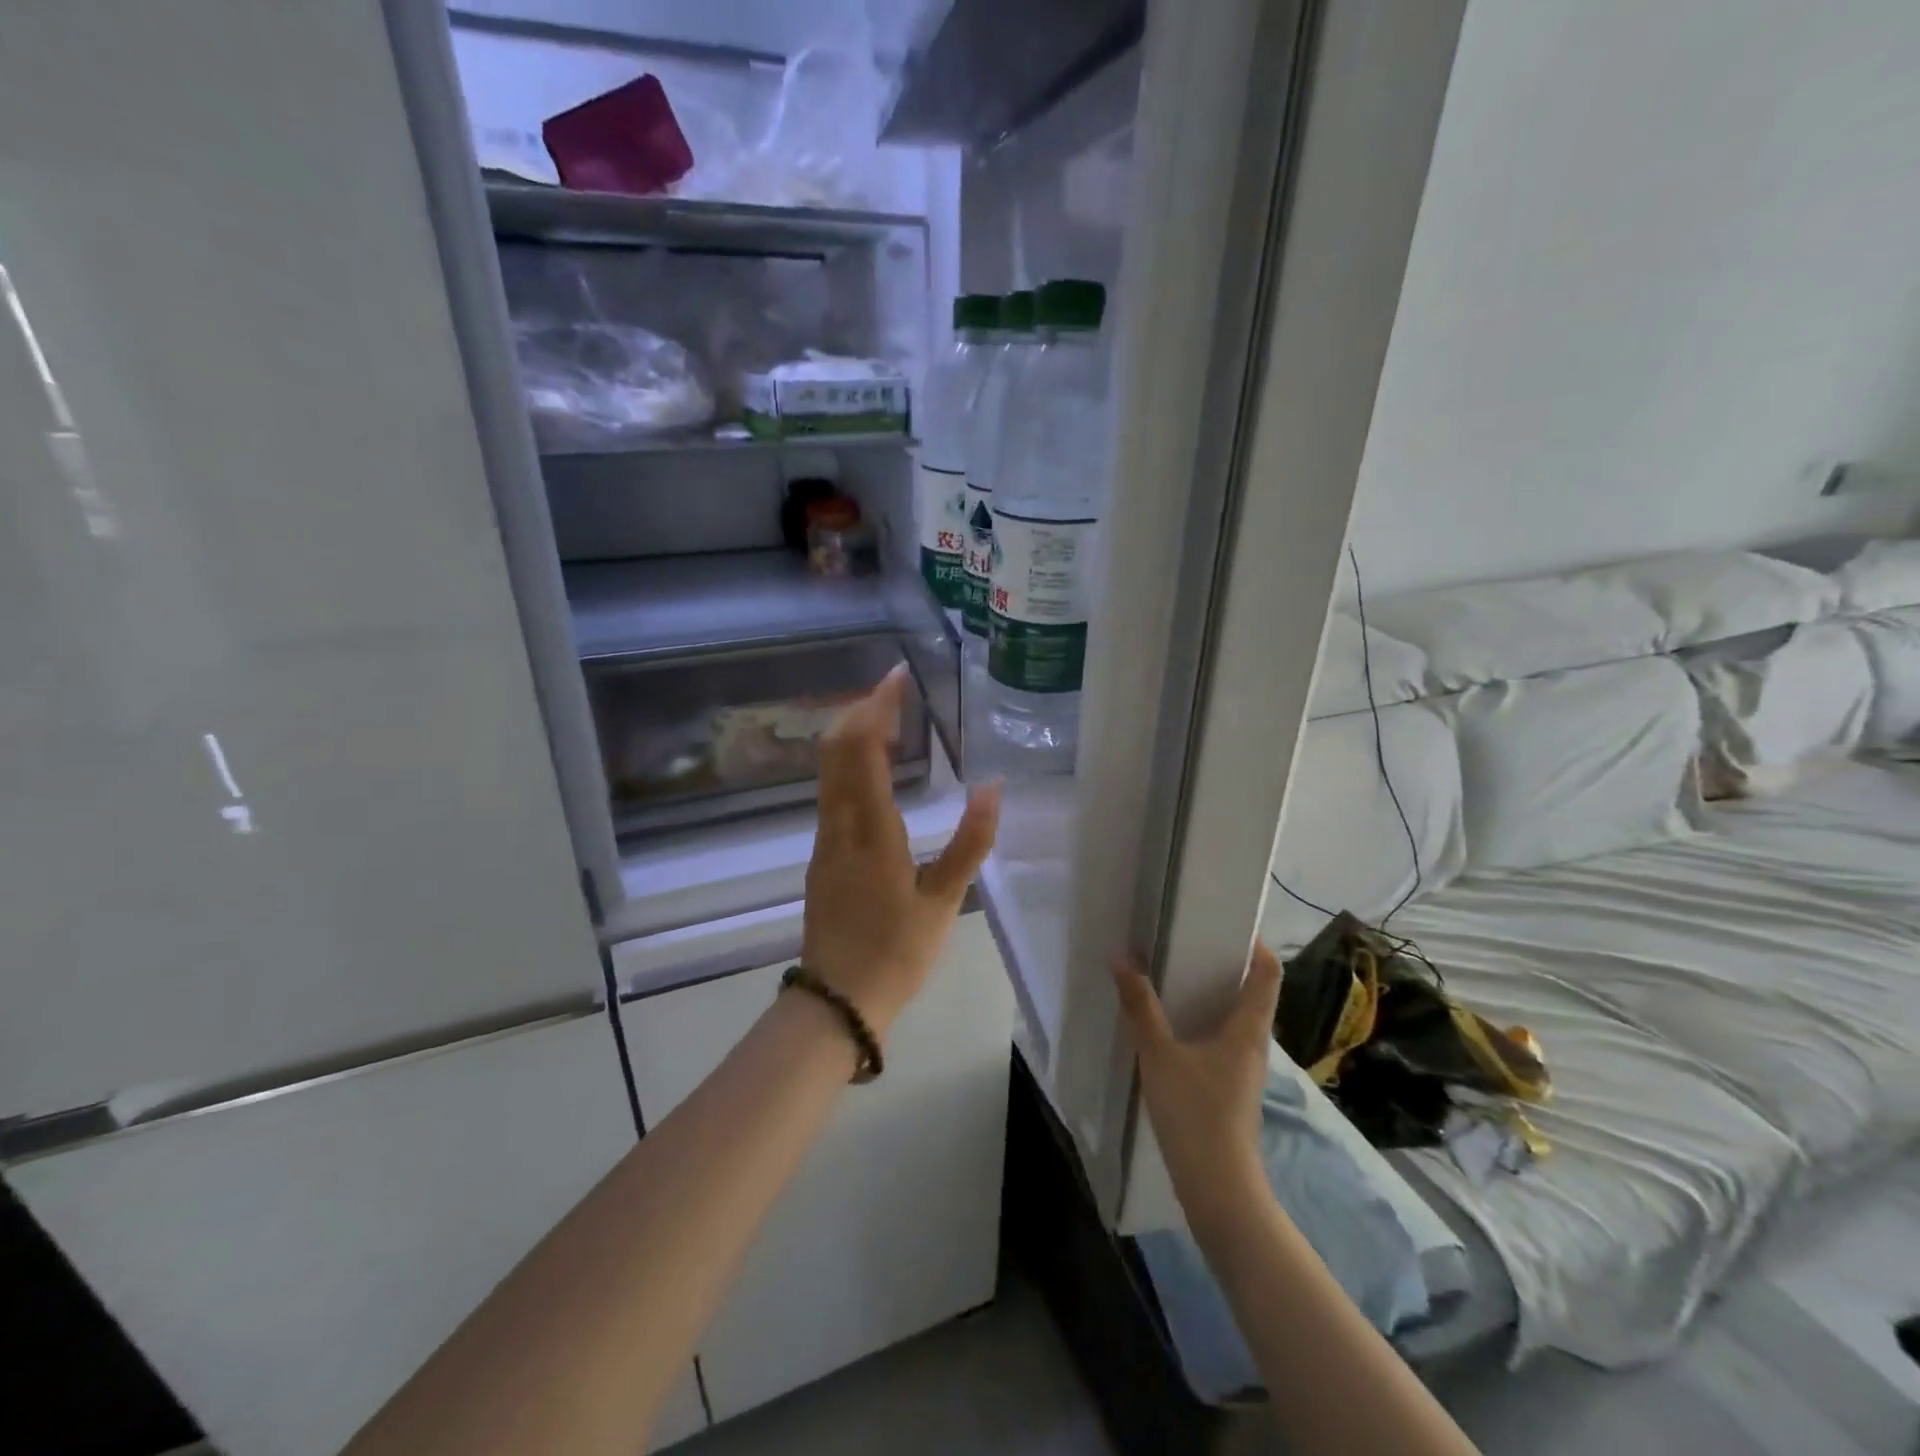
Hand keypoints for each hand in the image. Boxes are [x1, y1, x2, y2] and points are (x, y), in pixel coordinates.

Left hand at [803, 666, 1000, 1036]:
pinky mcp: (821, 854)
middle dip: (861, 709)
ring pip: (828, 769)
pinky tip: (874, 768)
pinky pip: (830, 791)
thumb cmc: (897, 952)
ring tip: (889, 718)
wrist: (838, 1000)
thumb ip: (971, 841)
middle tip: (895, 689)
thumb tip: (993, 787)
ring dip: (853, 734)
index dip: (877, 705)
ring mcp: (824, 839)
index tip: (897, 675)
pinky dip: (849, 763)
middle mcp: (838, 824)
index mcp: (870, 830)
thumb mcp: (944, 900)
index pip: (863, 748)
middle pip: (836, 748)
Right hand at [1113, 943, 1281, 1228]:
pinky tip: (1173, 1023)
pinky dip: (1204, 1019)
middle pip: (1252, 990)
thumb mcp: (1159, 1054)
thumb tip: (1122, 958)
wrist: (1218, 1188)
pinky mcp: (1231, 1086)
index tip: (1226, 921)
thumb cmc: (1195, 1114)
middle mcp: (1254, 1042)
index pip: (1268, 972)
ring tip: (1175, 973)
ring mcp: (1245, 1067)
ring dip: (1212, 992)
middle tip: (1188, 939)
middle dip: (1225, 963)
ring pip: (1236, 1016)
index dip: (1255, 943)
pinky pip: (1223, 1038)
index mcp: (1248, 1027)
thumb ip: (1140, 1006)